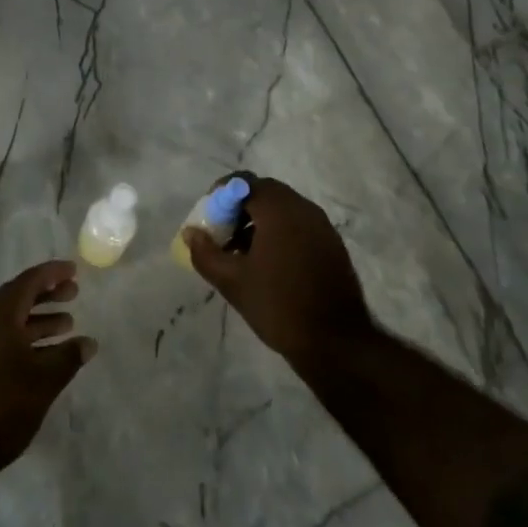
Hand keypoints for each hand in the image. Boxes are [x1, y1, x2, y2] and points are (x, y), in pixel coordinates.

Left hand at [0, 261, 95, 478]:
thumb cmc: (2, 405)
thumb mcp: (43, 380)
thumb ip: (68, 358)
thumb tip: (89, 342)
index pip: (27, 283)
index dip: (50, 274)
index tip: (73, 270)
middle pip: (19, 299)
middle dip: (47, 294)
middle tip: (74, 293)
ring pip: (14, 323)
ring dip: (40, 319)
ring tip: (69, 324)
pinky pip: (9, 342)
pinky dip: (31, 341)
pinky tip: (49, 356)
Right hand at [183, 175, 373, 363]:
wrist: (337, 343)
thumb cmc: (278, 305)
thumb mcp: (232, 281)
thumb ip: (205, 252)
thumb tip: (190, 233)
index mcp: (278, 210)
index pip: (243, 183)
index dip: (220, 195)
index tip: (209, 219)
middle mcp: (303, 208)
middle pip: (264, 192)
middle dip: (238, 208)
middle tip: (222, 235)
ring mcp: (322, 226)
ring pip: (282, 209)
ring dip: (258, 221)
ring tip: (242, 253)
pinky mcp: (332, 245)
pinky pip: (299, 225)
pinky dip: (279, 232)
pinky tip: (269, 264)